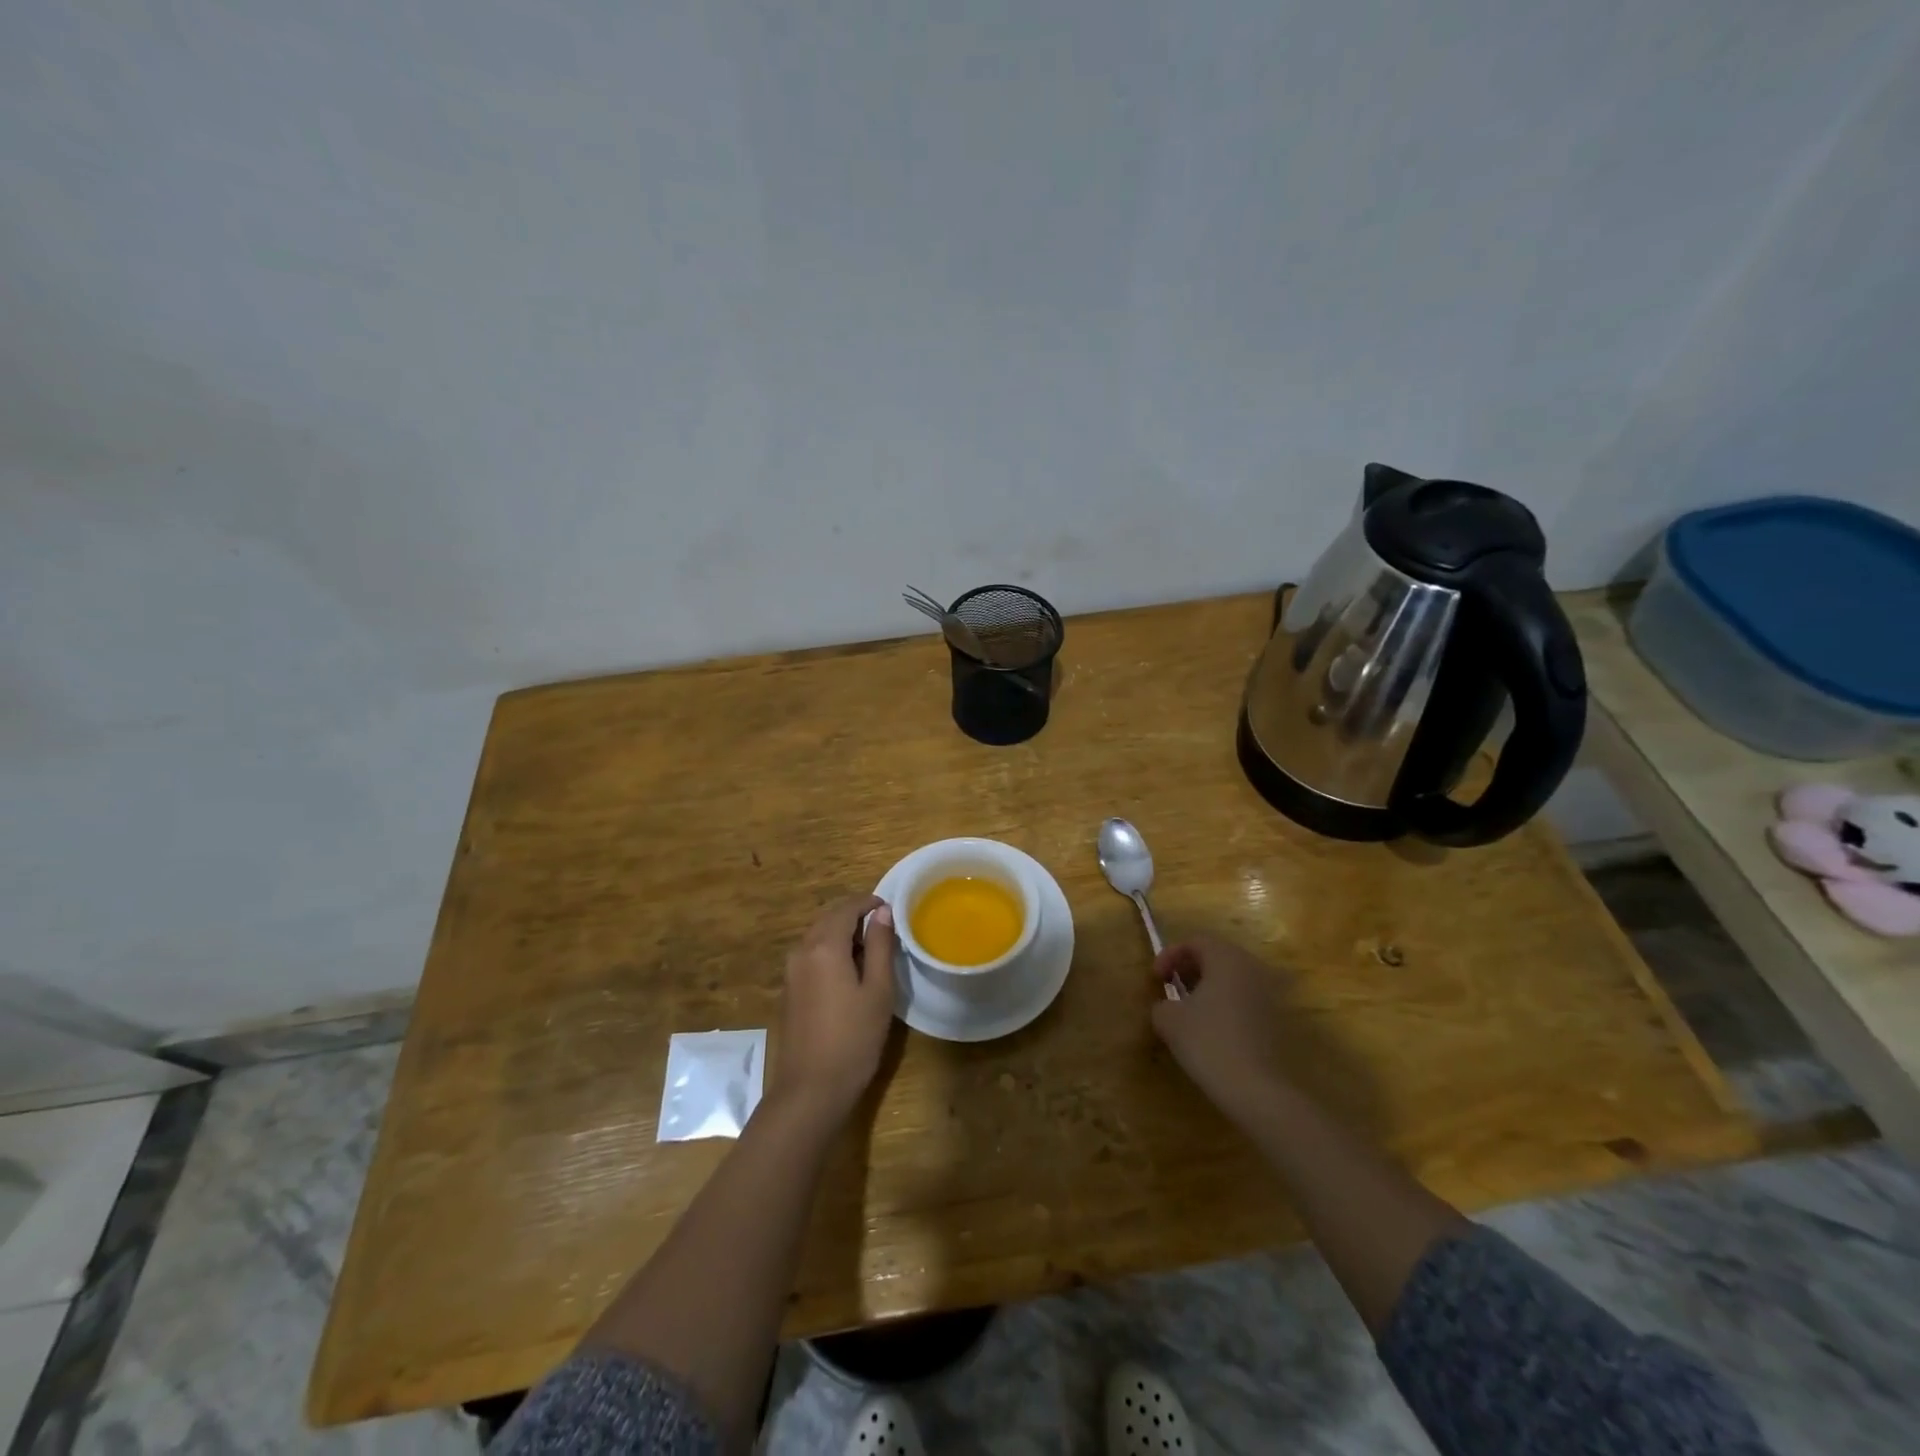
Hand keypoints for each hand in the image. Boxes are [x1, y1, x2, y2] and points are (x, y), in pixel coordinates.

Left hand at [769, 893, 897, 1124]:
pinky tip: (849, 972)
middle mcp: (801, 951)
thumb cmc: (853, 1039)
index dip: (868, 902)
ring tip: (871, 949)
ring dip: (842, 934)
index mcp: (823, 946)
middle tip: (884, 927)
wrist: (810, 1090)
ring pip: (818, 936)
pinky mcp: (789, 990)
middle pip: (828, 918)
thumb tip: (882, 912)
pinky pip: (811, 955)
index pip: (846, 908)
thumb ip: (880, 946)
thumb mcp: (878, 990)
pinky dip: (830, 951)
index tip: (890, 908)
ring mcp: (791, 972)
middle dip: (854, 915)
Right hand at [1151, 934, 1288, 1117]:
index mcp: (1226, 958)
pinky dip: (1225, 1004)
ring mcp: (1269, 993)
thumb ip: (1162, 1004)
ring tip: (1189, 1010)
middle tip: (1170, 988)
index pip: (1195, 941)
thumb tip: (1167, 1006)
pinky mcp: (1277, 1019)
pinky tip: (1212, 1029)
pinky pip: (1245, 999)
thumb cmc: (1208, 1042)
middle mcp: (1252, 968)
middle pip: (1216, 955)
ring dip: (1208, 987)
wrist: (1257, 1089)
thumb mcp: (1169, 1020)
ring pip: (1232, 978)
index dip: (1170, 955)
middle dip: (1189, 969)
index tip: (1155, 979)